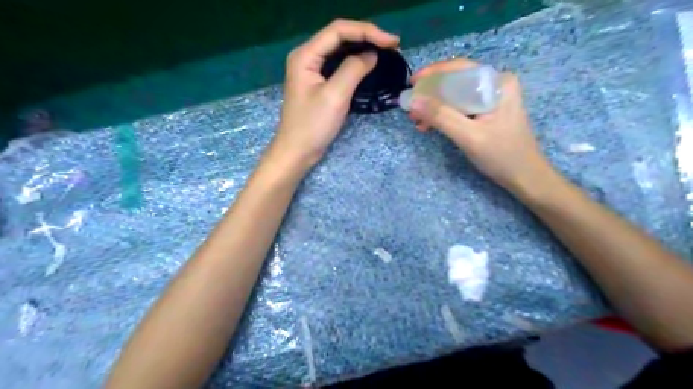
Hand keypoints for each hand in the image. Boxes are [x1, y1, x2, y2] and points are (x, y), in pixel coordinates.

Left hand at [270, 18, 400, 168]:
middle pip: (339, 36)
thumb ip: (353, 70)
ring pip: (339, 50)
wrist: (297, 151)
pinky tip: (368, 64)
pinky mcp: (317, 82)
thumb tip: (372, 55)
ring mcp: (311, 69)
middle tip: (392, 46)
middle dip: (366, 37)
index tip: (392, 43)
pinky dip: (355, 62)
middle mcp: (306, 56)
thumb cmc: (313, 126)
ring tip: (385, 51)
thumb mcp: (335, 96)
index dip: (367, 31)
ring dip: (362, 48)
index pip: (338, 30)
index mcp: (305, 55)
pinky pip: (338, 64)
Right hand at [408, 58, 556, 195]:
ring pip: (456, 96)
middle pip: (456, 82)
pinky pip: (460, 107)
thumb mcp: (468, 136)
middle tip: (412, 107)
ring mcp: (492, 99)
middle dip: (431, 94)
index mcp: (498, 83)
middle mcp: (496, 85)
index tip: (411, 83)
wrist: (525, 178)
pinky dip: (444, 116)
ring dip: (435, 107)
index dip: (433, 73)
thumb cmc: (501, 156)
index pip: (460, 68)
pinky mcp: (487, 113)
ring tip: (417, 121)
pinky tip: (430, 126)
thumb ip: (441, 117)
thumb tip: (413, 101)